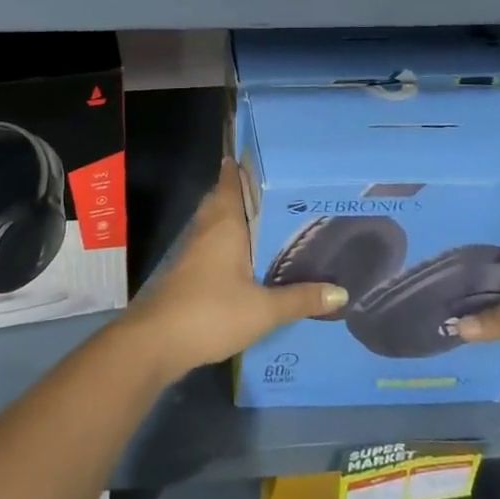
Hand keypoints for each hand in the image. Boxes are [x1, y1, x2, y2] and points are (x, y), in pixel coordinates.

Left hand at [122, 159, 347, 377]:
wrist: (157, 340)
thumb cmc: (211, 312)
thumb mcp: (263, 309)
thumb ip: (300, 299)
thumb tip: (341, 292)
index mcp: (225, 223)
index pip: (230, 182)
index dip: (242, 167)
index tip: (264, 158)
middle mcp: (207, 228)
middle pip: (222, 199)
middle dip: (243, 193)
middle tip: (276, 192)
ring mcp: (193, 249)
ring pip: (216, 222)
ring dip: (235, 218)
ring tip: (268, 223)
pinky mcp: (188, 271)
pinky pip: (212, 244)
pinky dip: (228, 242)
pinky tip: (247, 259)